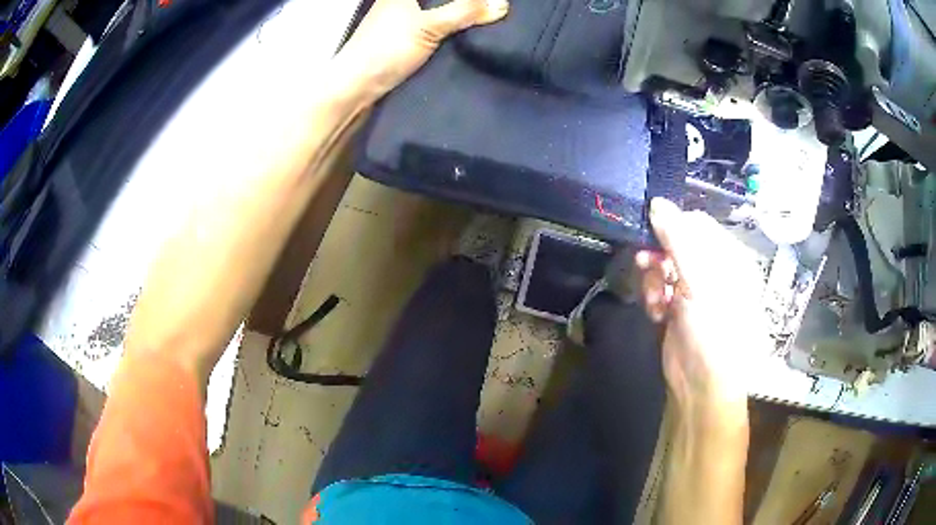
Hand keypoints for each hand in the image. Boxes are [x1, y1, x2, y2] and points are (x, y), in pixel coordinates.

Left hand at [337, 0, 508, 95]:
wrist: (355, 88)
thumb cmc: (386, 49)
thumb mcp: (429, 26)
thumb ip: (465, 11)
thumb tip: (503, 4)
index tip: (485, 1)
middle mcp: (399, 1)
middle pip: (437, 0)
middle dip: (463, 4)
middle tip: (489, 6)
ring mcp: (399, 20)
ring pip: (434, 10)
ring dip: (456, 14)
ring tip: (484, 16)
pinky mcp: (402, 39)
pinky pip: (432, 25)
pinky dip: (448, 27)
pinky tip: (465, 33)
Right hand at [636, 198, 768, 422]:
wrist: (702, 385)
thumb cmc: (713, 329)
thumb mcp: (699, 281)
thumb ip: (678, 240)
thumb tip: (656, 202)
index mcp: (729, 259)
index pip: (698, 225)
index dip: (673, 226)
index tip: (651, 233)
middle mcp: (714, 271)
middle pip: (679, 245)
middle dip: (660, 255)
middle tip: (646, 263)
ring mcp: (695, 291)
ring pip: (665, 267)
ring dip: (654, 278)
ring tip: (655, 298)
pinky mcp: (678, 310)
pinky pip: (660, 289)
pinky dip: (654, 297)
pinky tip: (655, 312)